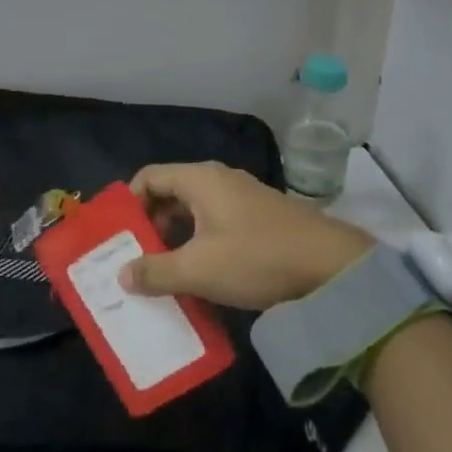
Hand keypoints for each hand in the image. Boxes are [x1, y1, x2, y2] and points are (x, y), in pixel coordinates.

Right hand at [119, 161, 372, 309]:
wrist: (332, 266)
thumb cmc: (257, 258)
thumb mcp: (199, 269)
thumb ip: (156, 271)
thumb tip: (121, 274)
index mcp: (200, 179)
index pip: (149, 177)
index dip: (129, 203)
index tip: (119, 237)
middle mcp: (219, 180)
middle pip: (170, 193)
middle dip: (150, 225)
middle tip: (135, 259)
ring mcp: (242, 198)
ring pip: (194, 211)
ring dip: (175, 238)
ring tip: (162, 272)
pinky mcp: (259, 219)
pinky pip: (216, 224)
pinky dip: (200, 243)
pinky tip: (200, 275)